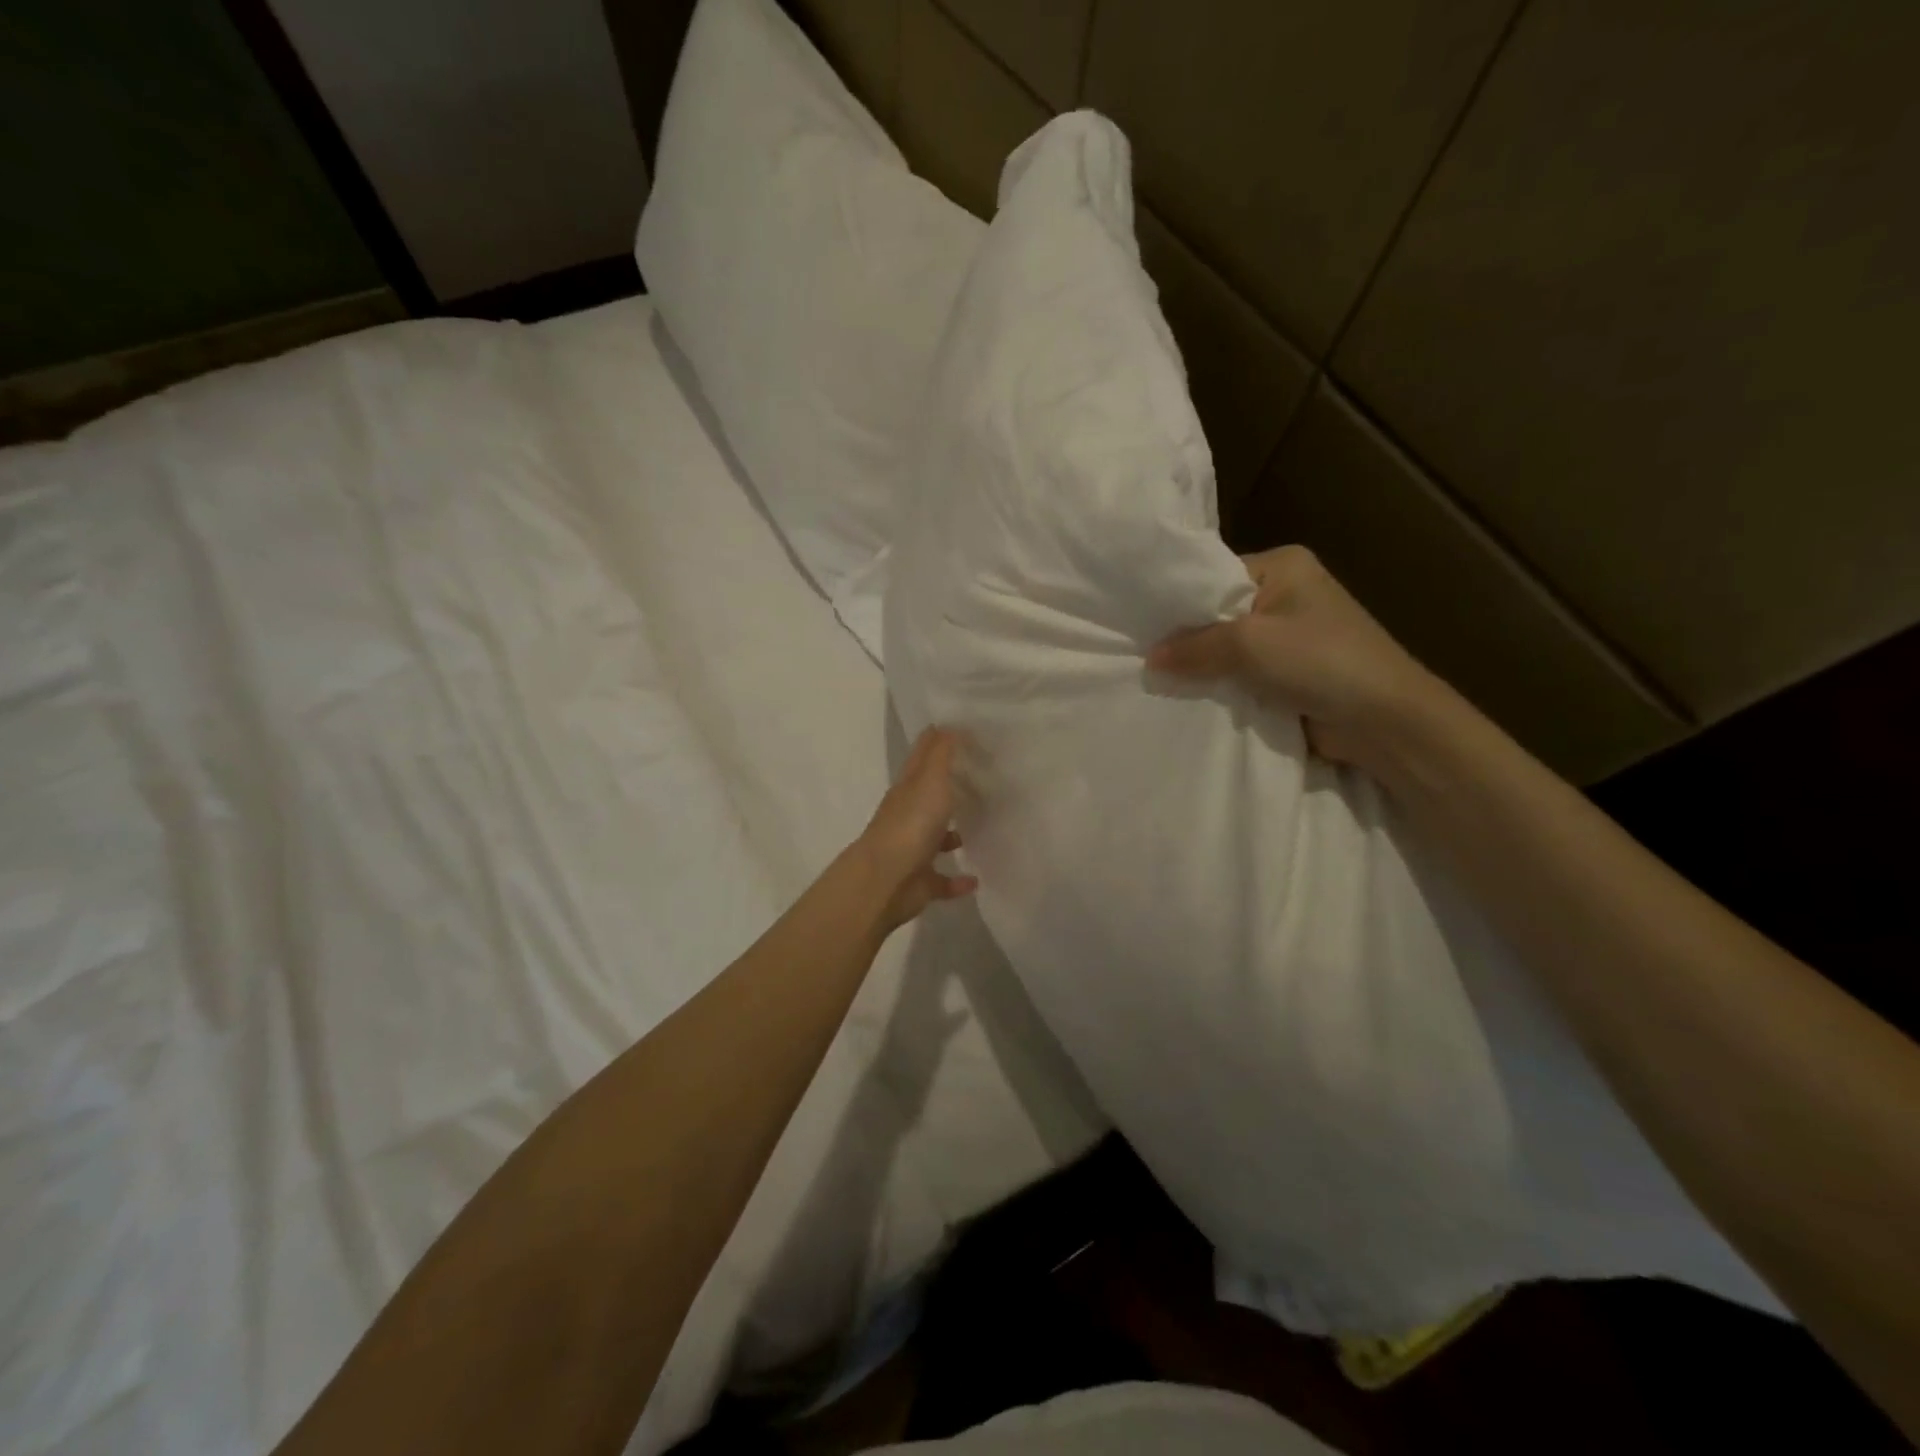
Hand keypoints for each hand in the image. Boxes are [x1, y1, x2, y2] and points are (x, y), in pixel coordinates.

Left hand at [854, 728, 978, 930]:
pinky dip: (957, 880)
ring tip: (981, 828)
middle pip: (930, 797)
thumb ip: (941, 753)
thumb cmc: (910, 824)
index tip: (963, 731)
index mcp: (908, 789)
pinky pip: (942, 880)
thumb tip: (949, 724)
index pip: (922, 757)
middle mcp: (909, 816)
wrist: (885, 881)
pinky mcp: (921, 882)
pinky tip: (976, 879)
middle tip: (982, 778)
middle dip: (950, 788)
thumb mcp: (930, 780)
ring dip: (953, 835)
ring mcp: (913, 850)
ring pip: (935, 838)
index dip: (938, 741)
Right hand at [1147, 545, 1437, 771]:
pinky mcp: (1288, 673)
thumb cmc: (1321, 662)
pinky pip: (1240, 675)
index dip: (1178, 602)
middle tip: (1142, 657)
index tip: (1139, 626)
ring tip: (1157, 680)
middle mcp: (1284, 594)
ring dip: (1203, 668)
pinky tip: (1188, 697)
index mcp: (1283, 566)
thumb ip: (1194, 647)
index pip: (1213, 576)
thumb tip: (1150, 659)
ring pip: (1226, 649)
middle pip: (1217, 614)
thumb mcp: (1249, 644)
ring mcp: (1288, 636)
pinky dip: (1221, 686)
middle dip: (1187, 639)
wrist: (1385, 721)